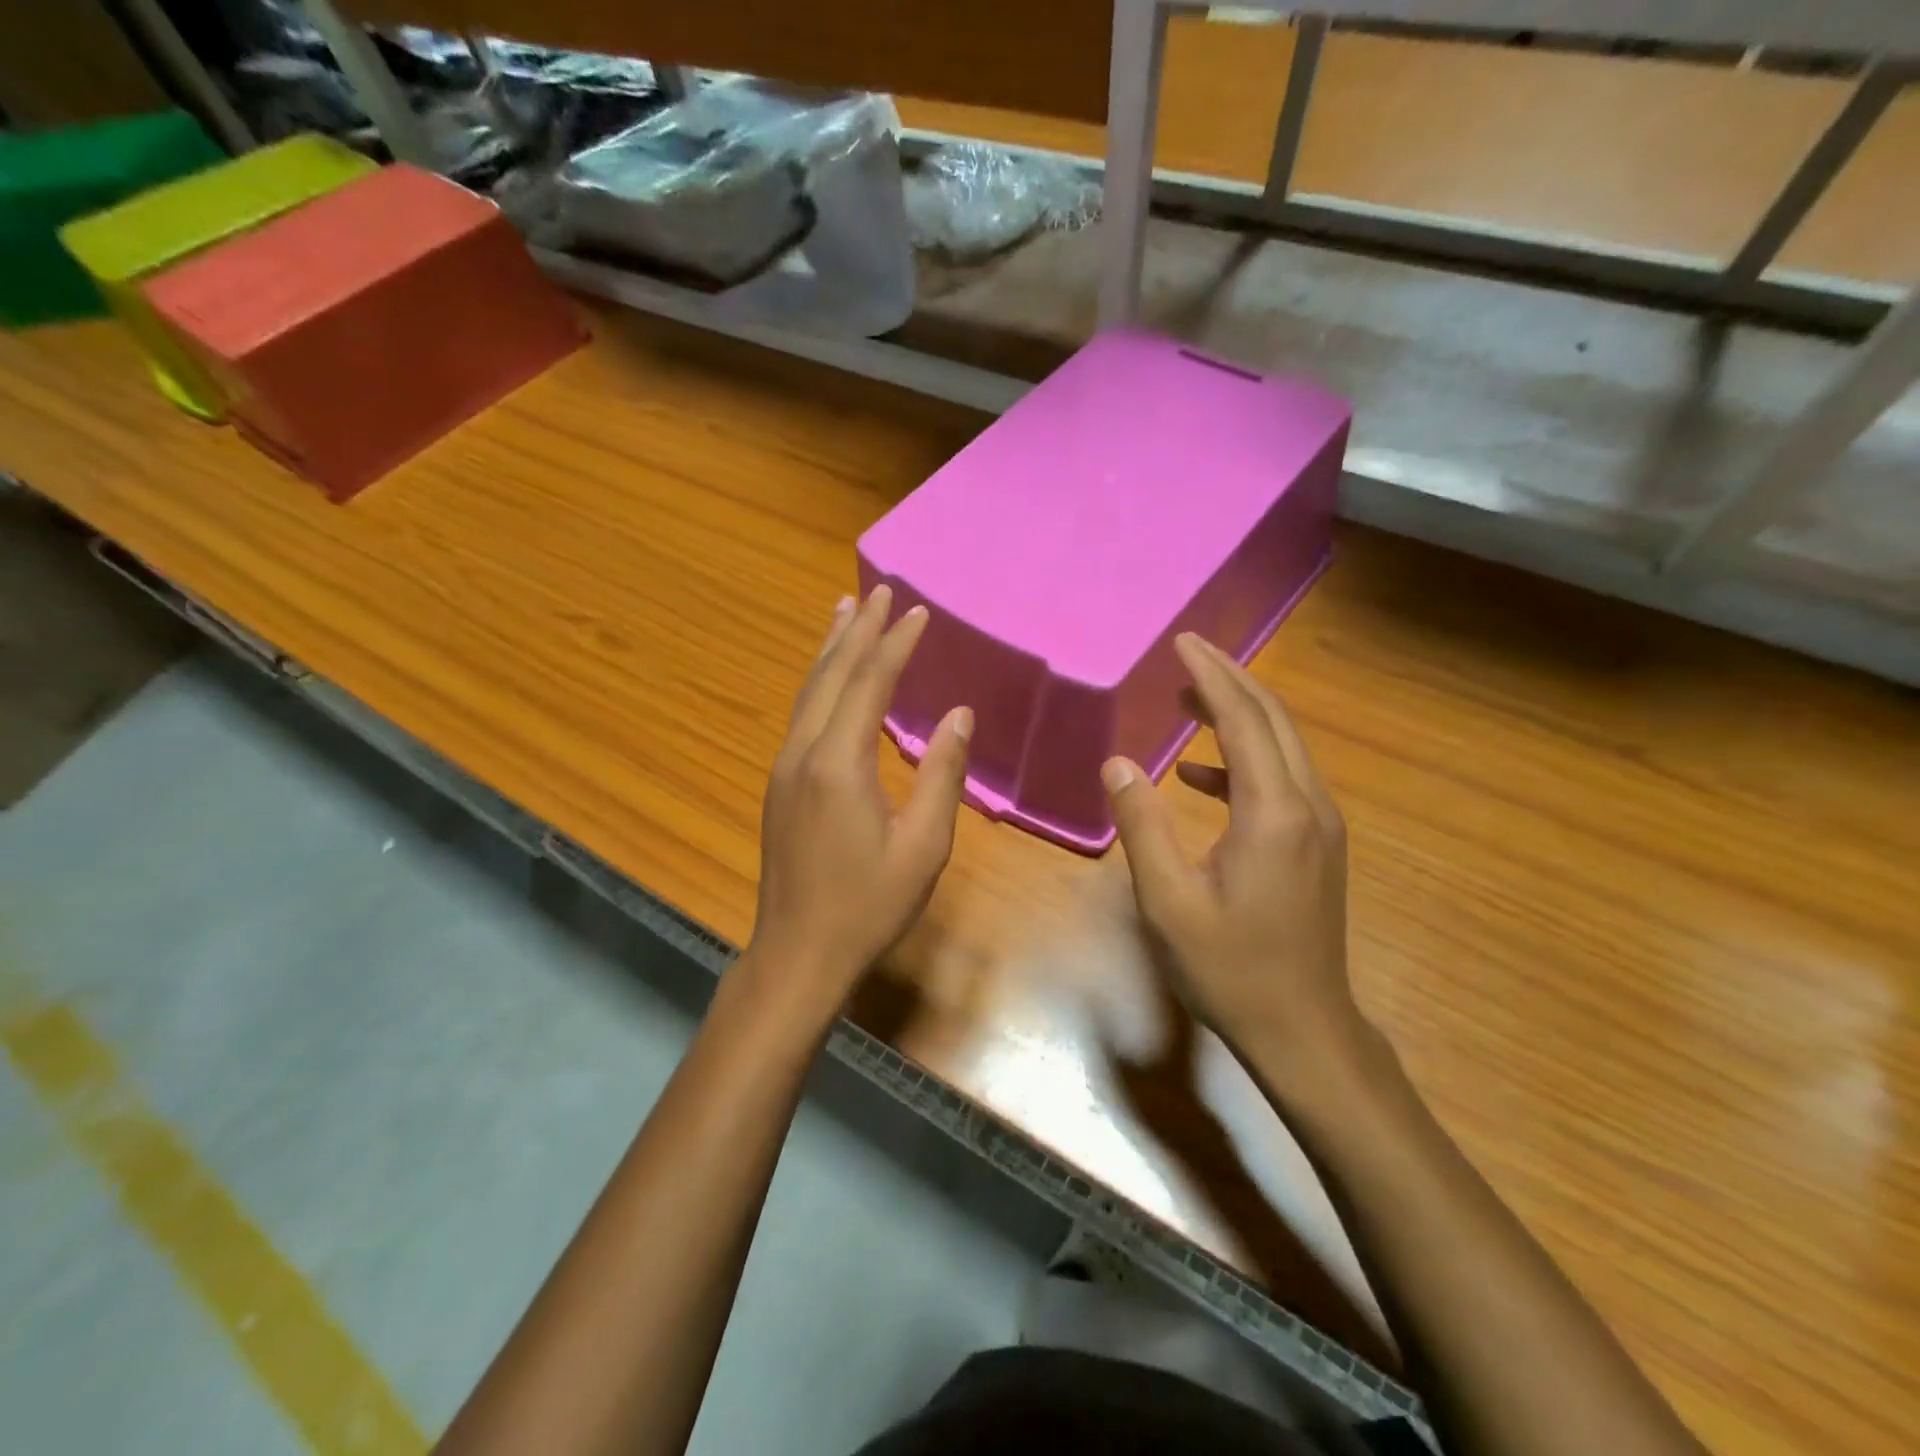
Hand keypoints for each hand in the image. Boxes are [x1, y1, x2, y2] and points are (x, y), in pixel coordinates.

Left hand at [742, 586, 971, 1023]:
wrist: (798, 952)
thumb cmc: (869, 905)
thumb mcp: (923, 845)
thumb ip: (941, 774)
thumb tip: (959, 714)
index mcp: (839, 764)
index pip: (870, 684)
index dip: (895, 644)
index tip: (917, 610)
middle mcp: (803, 753)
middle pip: (831, 675)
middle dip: (858, 631)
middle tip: (878, 590)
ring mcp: (784, 767)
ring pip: (808, 691)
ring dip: (831, 649)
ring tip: (846, 611)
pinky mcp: (780, 784)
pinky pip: (801, 714)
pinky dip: (819, 681)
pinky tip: (829, 676)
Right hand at [1102, 633, 1364, 1082]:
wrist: (1303, 1029)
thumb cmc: (1229, 967)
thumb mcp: (1168, 899)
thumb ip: (1142, 824)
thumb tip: (1118, 763)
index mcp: (1272, 812)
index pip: (1243, 720)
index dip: (1211, 676)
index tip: (1182, 643)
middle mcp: (1307, 806)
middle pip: (1273, 720)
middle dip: (1231, 680)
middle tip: (1188, 653)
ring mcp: (1319, 826)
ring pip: (1283, 746)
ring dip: (1239, 714)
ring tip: (1188, 698)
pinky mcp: (1316, 844)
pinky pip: (1281, 780)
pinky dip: (1241, 760)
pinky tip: (1198, 774)